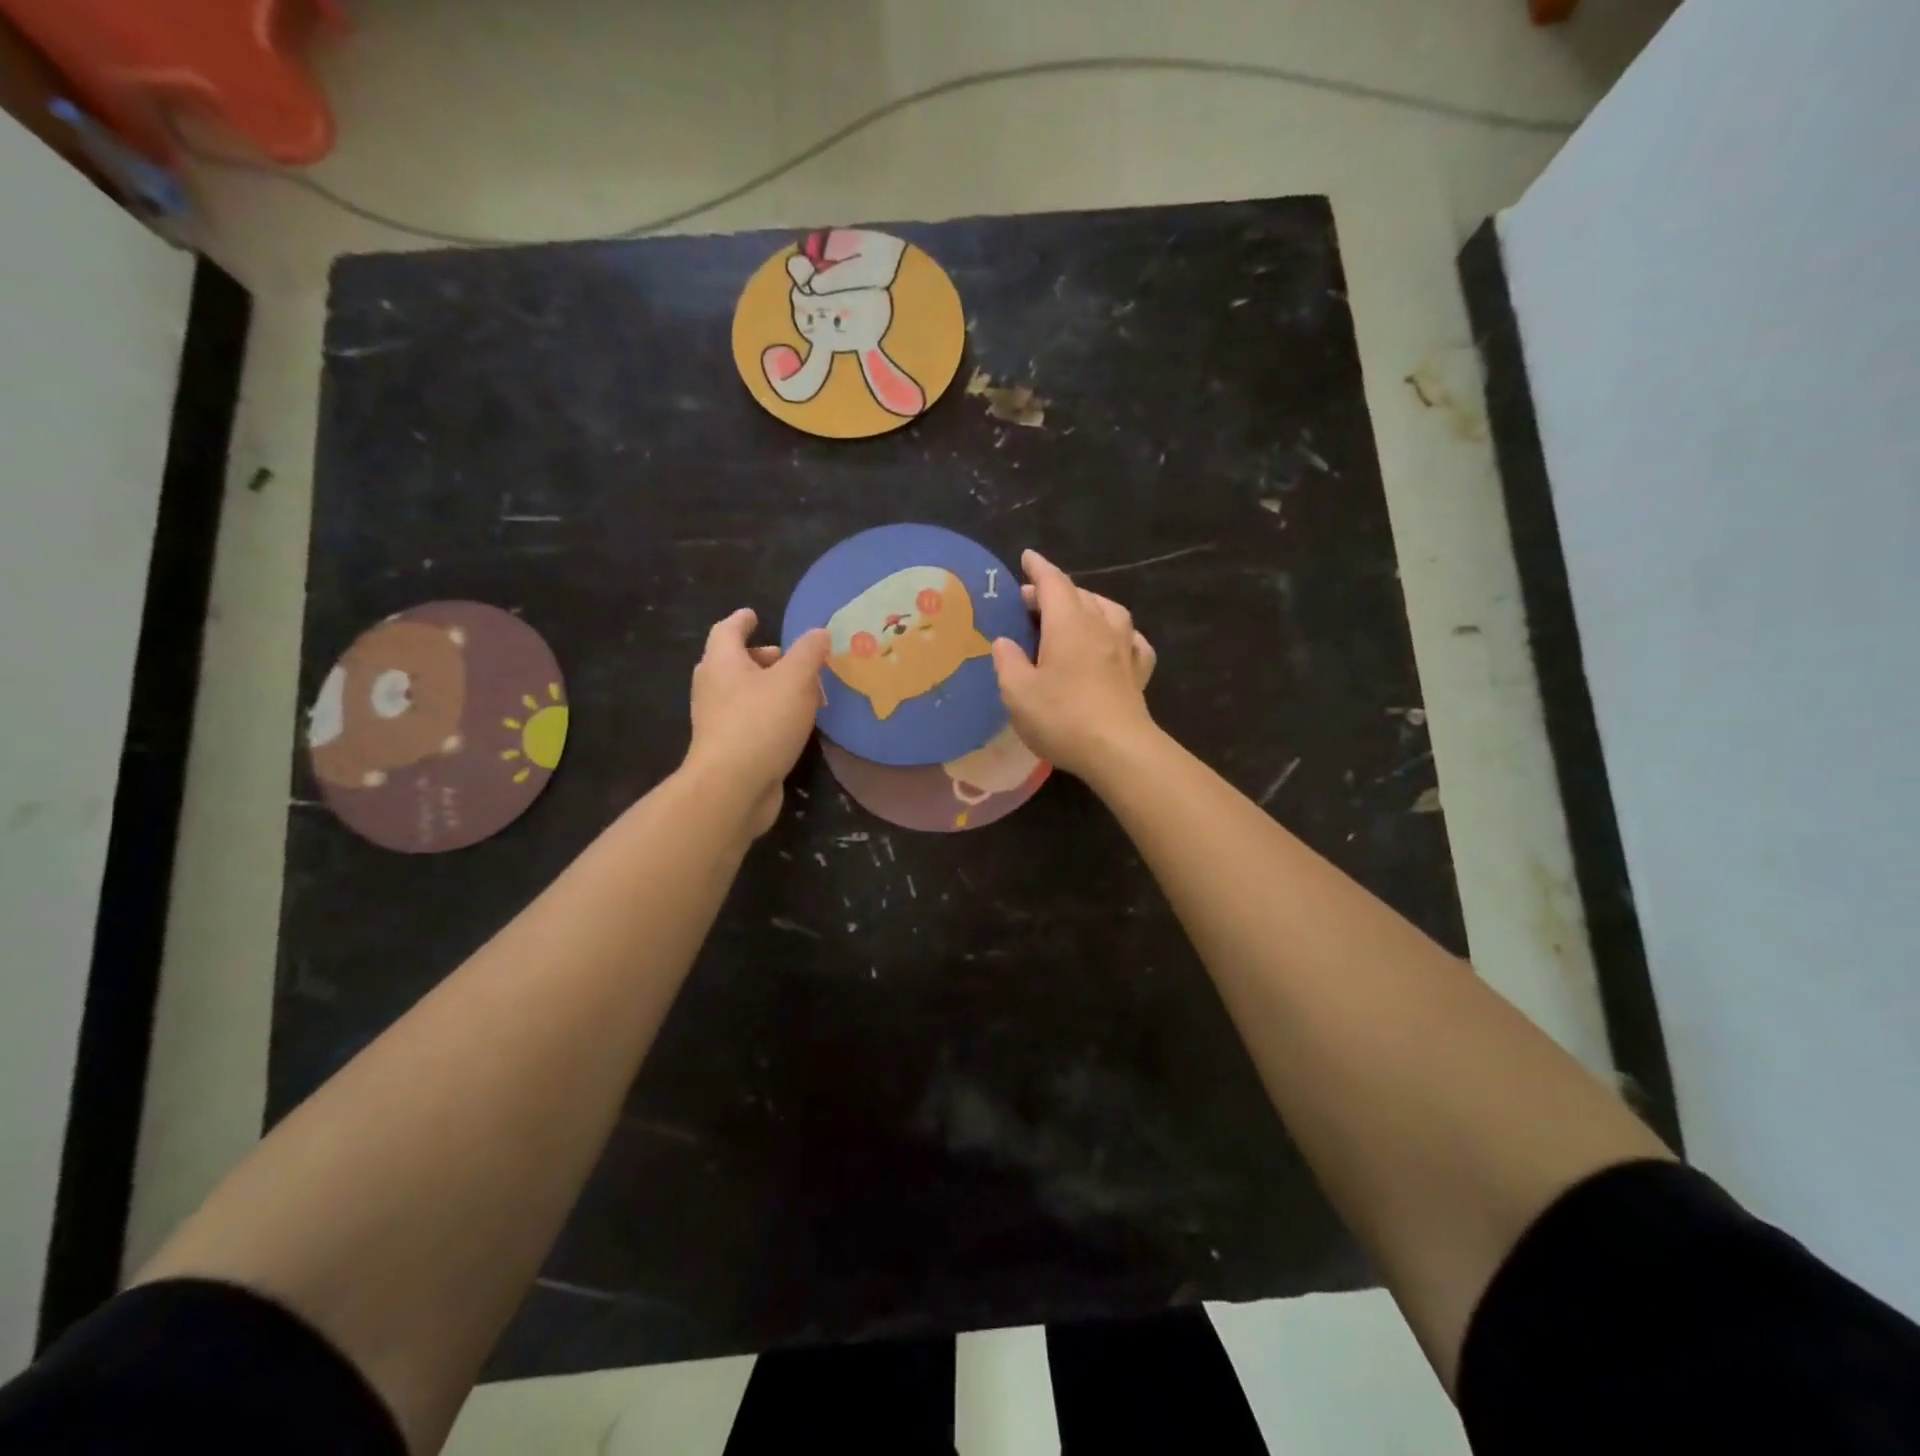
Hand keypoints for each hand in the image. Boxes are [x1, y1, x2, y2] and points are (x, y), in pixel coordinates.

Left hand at [684, 609, 829, 836]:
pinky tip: (793, 725)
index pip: (727, 630)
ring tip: (801, 692)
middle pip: (733, 662)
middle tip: (788, 658)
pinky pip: (749, 720)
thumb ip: (809, 653)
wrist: (732, 788)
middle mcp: (713, 688)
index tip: (755, 615)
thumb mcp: (795, 680)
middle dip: (761, 657)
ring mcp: (717, 721)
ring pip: (742, 693)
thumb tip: (818, 633)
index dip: (742, 620)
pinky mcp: (727, 748)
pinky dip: (769, 714)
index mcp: (722, 662)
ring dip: (769, 688)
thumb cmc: (761, 723)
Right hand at [991, 549, 1157, 780]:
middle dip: (1055, 591)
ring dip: (1089, 605)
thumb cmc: (1061, 717)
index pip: (1052, 583)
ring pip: (1110, 611)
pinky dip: (1120, 634)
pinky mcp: (1139, 673)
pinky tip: (1116, 642)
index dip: (1038, 569)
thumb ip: (1008, 662)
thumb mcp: (1018, 692)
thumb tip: (1005, 642)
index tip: (1027, 557)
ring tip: (1075, 614)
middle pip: (1079, 595)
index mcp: (1068, 624)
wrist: (1118, 749)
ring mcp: (1124, 648)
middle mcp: (1100, 626)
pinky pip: (1132, 640)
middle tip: (1032, 601)